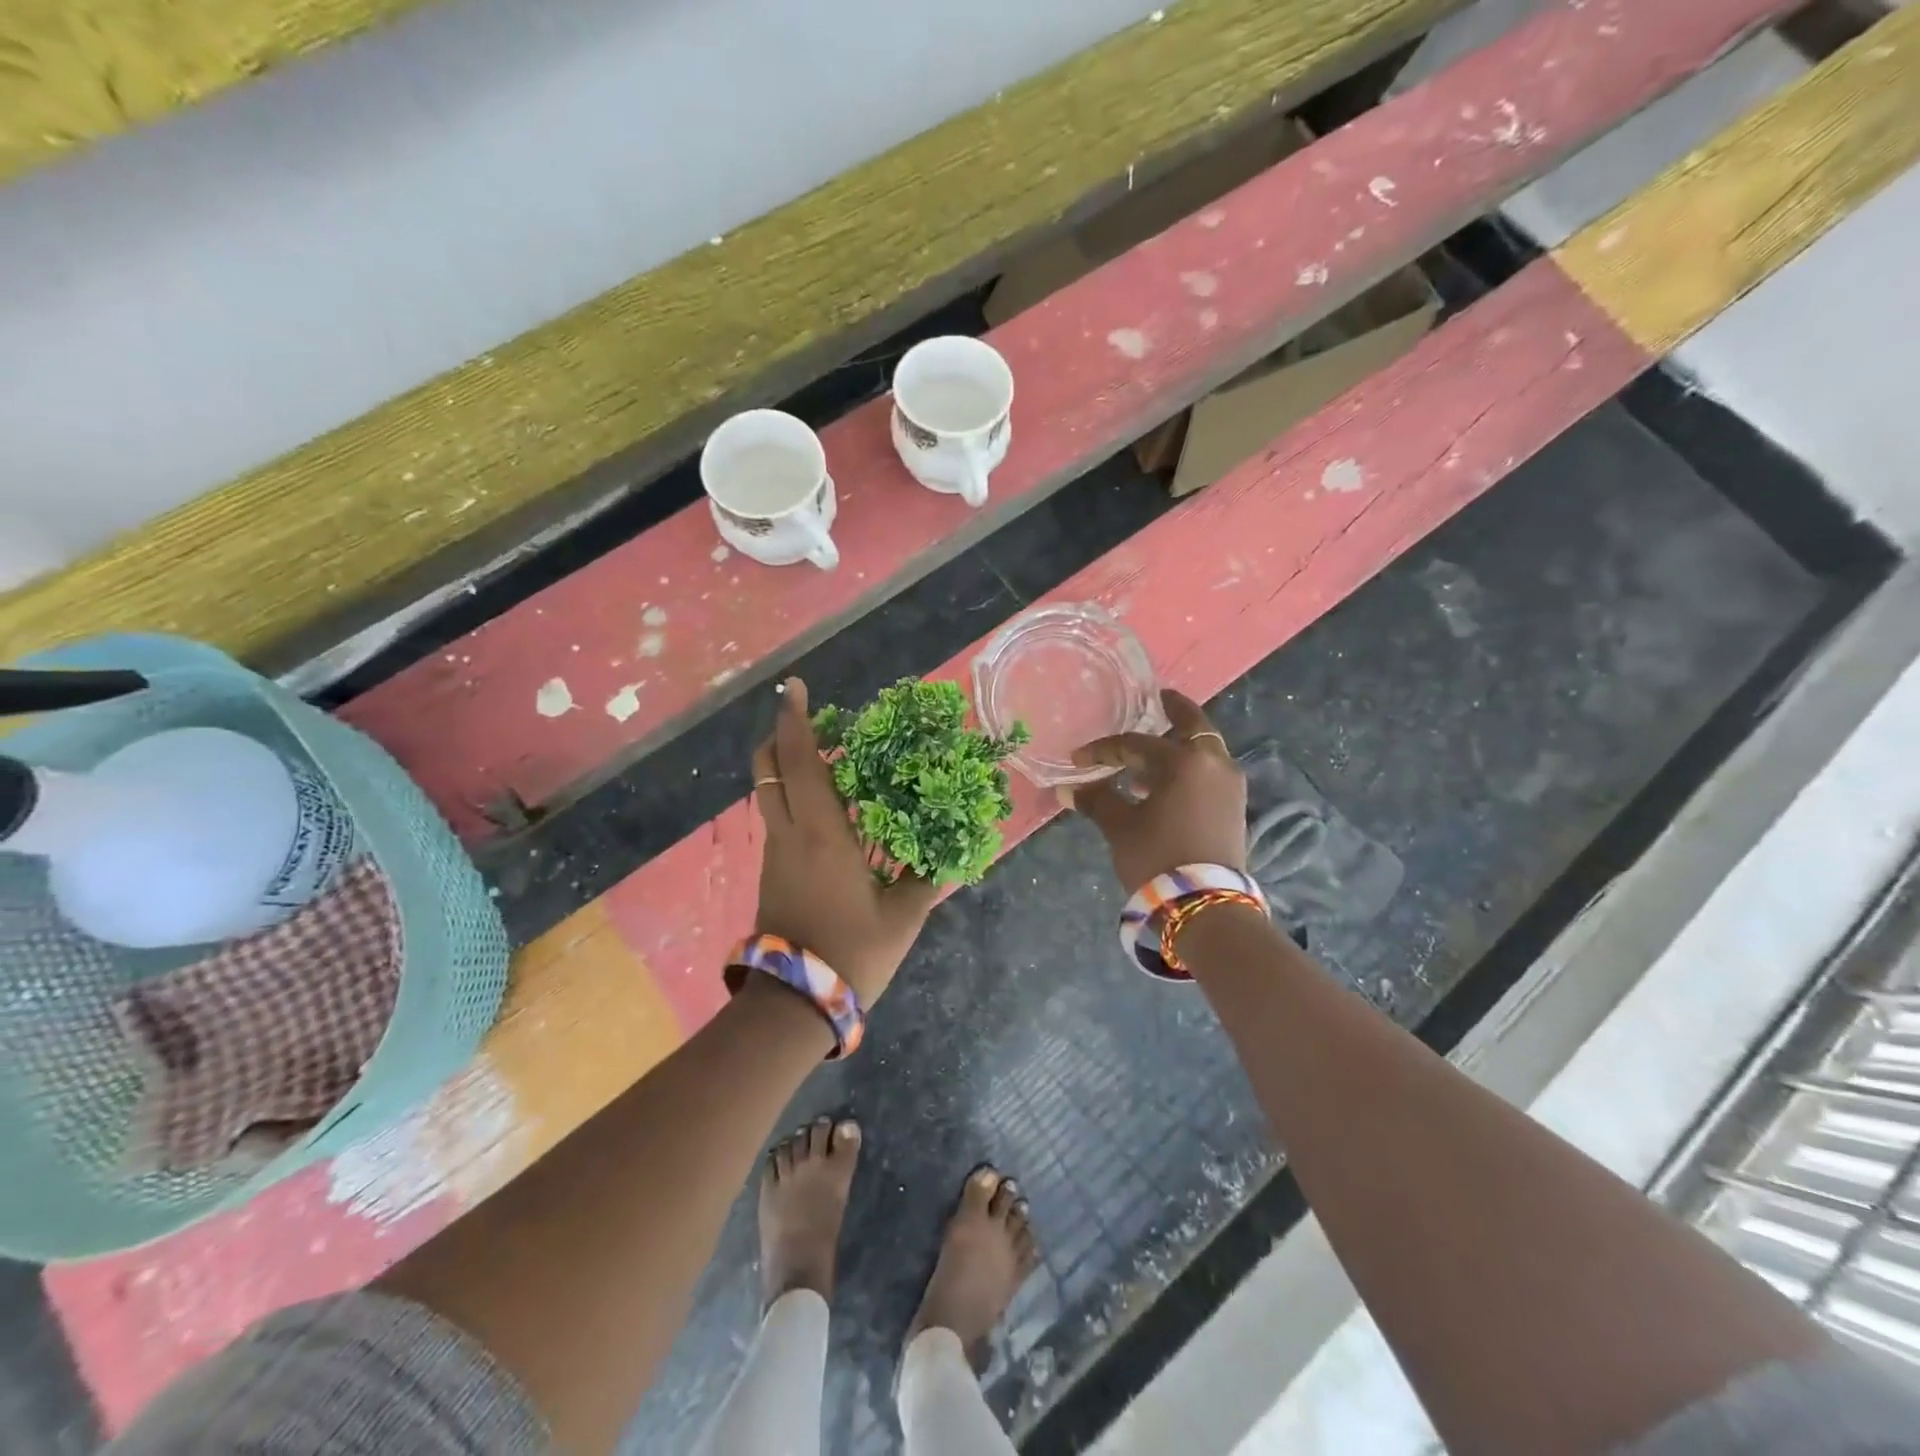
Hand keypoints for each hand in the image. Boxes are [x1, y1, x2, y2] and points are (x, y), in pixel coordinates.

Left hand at [751, 678, 939, 1003]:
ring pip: (769, 793)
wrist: (795, 1004)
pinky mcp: (772, 872)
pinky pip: (777, 818)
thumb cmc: (853, 952)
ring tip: (825, 758)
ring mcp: (775, 853)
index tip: (794, 687)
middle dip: (779, 735)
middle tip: (806, 717)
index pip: (801, 761)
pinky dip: (792, 797)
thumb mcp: (903, 916)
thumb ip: (926, 876)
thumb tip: (951, 848)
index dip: (795, 720)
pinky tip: (824, 809)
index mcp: (822, 833)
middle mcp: (790, 833)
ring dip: (786, 766)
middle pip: (767, 769)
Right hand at [1070, 690, 1248, 893]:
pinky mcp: (1235, 806)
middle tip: (1157, 699)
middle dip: (1172, 712)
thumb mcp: (1120, 827)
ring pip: (1203, 750)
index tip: (1078, 759)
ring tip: (1146, 758)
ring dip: (1177, 746)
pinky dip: (1189, 768)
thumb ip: (1096, 800)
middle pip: (1192, 726)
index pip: (1136, 744)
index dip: (1104, 749)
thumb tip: (1067, 789)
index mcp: (1185, 760)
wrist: (1206, 906)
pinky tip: (1162, 786)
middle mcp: (1215, 763)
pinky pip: (1209, 772)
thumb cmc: (1158, 857)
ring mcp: (1231, 784)